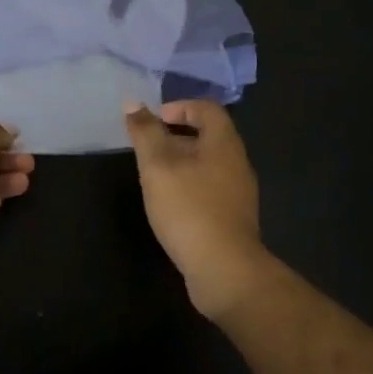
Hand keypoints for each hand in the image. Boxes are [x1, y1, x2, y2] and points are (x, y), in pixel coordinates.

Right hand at [124, 100, 269, 318]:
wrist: (225, 270)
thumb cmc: (189, 209)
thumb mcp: (158, 166)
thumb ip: (145, 133)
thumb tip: (133, 103)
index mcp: (224, 143)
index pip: (207, 109)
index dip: (179, 106)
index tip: (153, 121)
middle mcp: (237, 162)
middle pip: (208, 135)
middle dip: (176, 135)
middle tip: (148, 147)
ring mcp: (239, 192)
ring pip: (209, 163)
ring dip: (182, 162)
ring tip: (154, 176)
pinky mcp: (234, 217)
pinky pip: (211, 187)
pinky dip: (190, 185)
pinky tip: (171, 203)